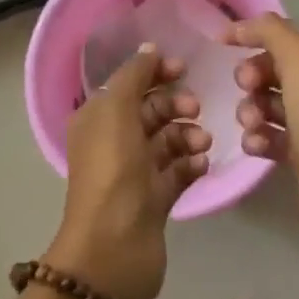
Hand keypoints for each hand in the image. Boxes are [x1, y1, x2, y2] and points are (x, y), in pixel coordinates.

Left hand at [46, 44, 209, 298]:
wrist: (114, 248)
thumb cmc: (113, 171)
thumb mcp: (116, 111)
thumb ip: (134, 75)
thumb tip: (150, 49)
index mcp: (97, 119)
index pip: (128, 84)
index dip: (155, 73)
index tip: (183, 68)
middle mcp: (114, 142)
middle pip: (151, 110)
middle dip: (176, 104)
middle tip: (195, 109)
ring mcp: (135, 172)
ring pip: (169, 140)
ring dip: (189, 134)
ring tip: (201, 144)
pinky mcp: (155, 199)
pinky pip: (179, 170)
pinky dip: (192, 163)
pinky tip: (201, 164)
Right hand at [227, 15, 298, 258]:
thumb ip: (270, 31)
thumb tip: (238, 28)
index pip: (283, 36)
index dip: (253, 37)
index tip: (222, 45)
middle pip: (272, 69)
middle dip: (252, 77)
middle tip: (248, 89)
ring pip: (266, 103)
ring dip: (251, 110)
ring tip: (252, 124)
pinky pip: (268, 135)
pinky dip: (257, 138)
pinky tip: (256, 145)